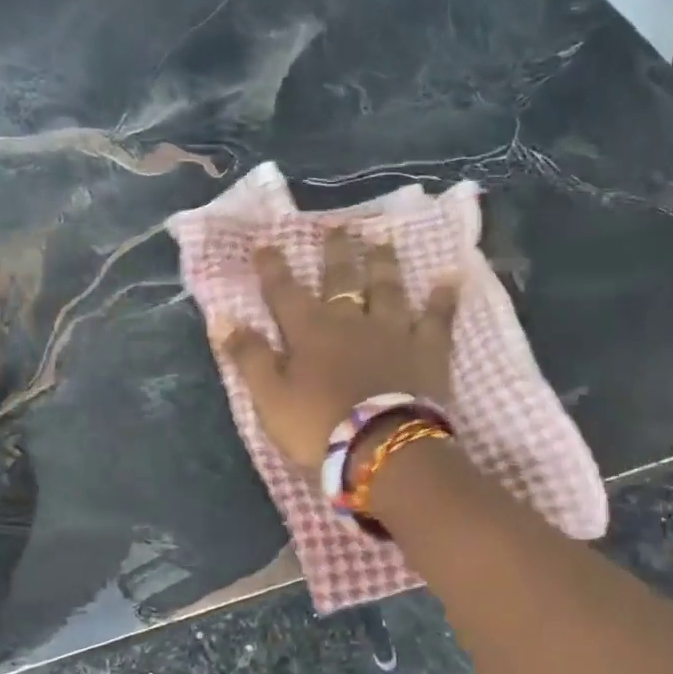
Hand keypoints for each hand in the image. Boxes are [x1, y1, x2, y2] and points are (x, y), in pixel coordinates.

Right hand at [217, 228, 457, 471]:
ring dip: (383, 263)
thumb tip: (222, 318)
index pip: (284, 292)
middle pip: (341, 278)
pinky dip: (443, 299)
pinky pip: (437, 318)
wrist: (384, 449)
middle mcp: (351, 320)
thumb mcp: (270, 397)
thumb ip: (249, 356)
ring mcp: (393, 331)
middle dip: (336, 251)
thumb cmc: (319, 427)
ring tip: (383, 240)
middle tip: (338, 224)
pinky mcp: (428, 350)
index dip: (272, 268)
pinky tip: (451, 279)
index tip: (265, 244)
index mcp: (309, 331)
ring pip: (387, 288)